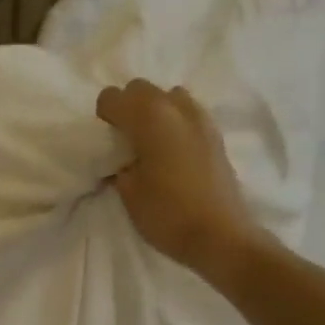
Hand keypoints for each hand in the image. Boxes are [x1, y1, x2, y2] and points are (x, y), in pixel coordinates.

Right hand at [96, 79, 259, 276]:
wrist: (220, 236)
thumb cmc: (168, 214)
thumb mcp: (129, 193)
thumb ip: (120, 165)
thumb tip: (123, 159)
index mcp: (150, 118)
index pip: (113, 97)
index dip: (104, 116)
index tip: (107, 140)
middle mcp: (176, 108)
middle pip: (141, 88)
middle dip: (128, 107)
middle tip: (125, 139)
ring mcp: (201, 118)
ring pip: (169, 96)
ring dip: (155, 111)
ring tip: (151, 143)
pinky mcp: (216, 134)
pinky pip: (188, 113)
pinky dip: (175, 122)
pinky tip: (173, 152)